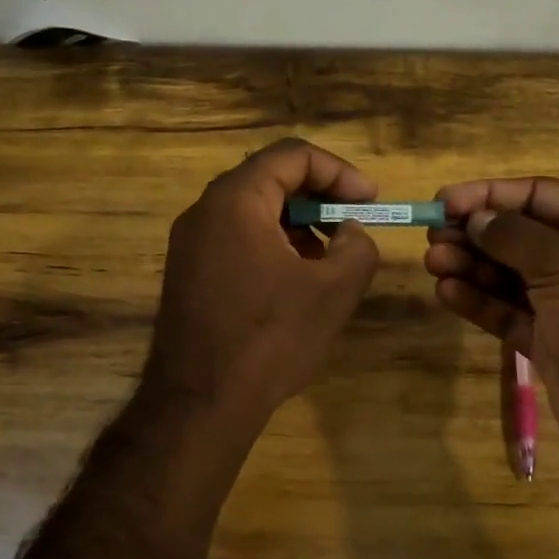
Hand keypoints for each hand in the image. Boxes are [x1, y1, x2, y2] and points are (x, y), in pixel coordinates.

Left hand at [147, 138, 380, 421]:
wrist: (199, 403)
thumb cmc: (270, 339)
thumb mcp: (333, 291)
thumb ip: (356, 247)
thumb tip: (349, 233)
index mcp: (236, 200)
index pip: (292, 155)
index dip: (339, 171)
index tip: (370, 201)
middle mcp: (204, 211)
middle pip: (269, 179)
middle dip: (319, 198)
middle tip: (352, 225)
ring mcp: (190, 243)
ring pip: (253, 212)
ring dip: (297, 224)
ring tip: (329, 259)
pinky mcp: (188, 273)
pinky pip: (236, 239)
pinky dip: (272, 246)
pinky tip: (295, 283)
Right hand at [425, 178, 558, 486]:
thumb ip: (514, 236)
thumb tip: (476, 218)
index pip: (540, 196)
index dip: (491, 195)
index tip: (445, 200)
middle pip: (520, 235)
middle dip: (475, 232)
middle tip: (432, 234)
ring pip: (508, 275)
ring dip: (470, 265)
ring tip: (434, 261)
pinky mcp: (548, 341)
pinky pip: (506, 312)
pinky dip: (478, 301)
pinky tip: (447, 292)